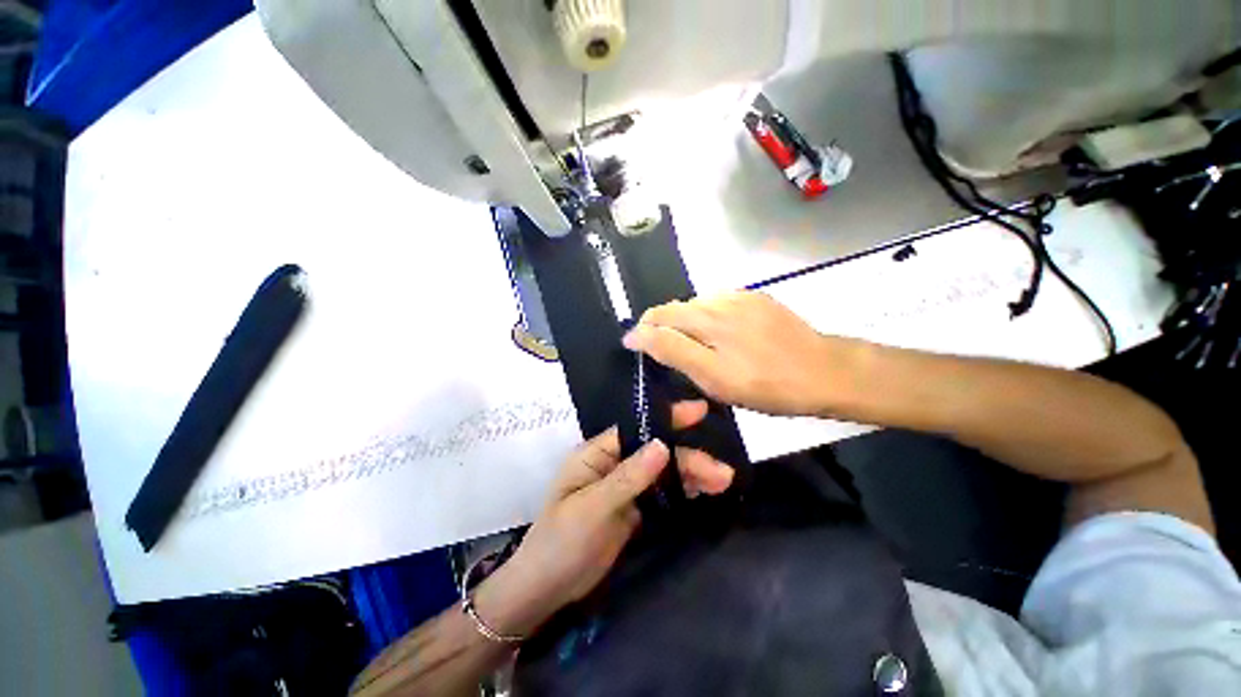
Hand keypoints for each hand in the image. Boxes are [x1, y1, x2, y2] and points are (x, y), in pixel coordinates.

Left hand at [475, 401, 735, 636]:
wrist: (547, 590)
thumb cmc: (560, 542)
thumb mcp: (592, 508)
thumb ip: (628, 477)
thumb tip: (662, 444)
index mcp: (596, 454)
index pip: (635, 429)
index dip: (666, 419)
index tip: (699, 411)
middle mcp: (613, 465)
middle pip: (655, 453)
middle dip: (687, 458)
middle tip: (721, 472)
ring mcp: (625, 488)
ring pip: (663, 473)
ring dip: (691, 474)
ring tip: (723, 481)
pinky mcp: (634, 510)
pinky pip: (662, 494)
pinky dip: (683, 491)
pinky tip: (705, 491)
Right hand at [623, 292, 860, 416]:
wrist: (824, 372)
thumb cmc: (765, 385)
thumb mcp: (713, 378)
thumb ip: (673, 351)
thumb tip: (638, 335)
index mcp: (705, 320)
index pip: (658, 317)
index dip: (642, 332)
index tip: (635, 348)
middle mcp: (717, 301)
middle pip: (675, 308)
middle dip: (661, 326)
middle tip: (665, 352)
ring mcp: (739, 296)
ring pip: (696, 305)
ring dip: (685, 321)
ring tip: (694, 345)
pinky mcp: (756, 298)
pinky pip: (718, 303)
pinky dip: (708, 317)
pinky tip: (721, 335)